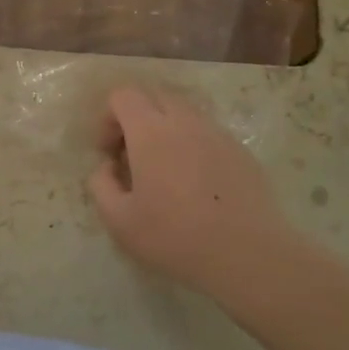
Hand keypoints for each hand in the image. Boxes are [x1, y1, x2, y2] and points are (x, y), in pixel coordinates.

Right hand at [87, 84, 301, 307]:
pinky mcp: (241, 151)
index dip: (108, 118)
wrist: (247, 254)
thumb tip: (107, 168)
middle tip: (132, 156)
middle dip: (136, 118)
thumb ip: (101, 185)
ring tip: (164, 171)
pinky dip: (192, 145)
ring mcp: (217, 134)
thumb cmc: (175, 236)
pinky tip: (196, 184)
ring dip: (165, 129)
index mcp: (150, 131)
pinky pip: (208, 134)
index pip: (123, 96)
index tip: (109, 152)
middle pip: (155, 96)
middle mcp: (184, 121)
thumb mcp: (119, 220)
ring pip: (184, 113)